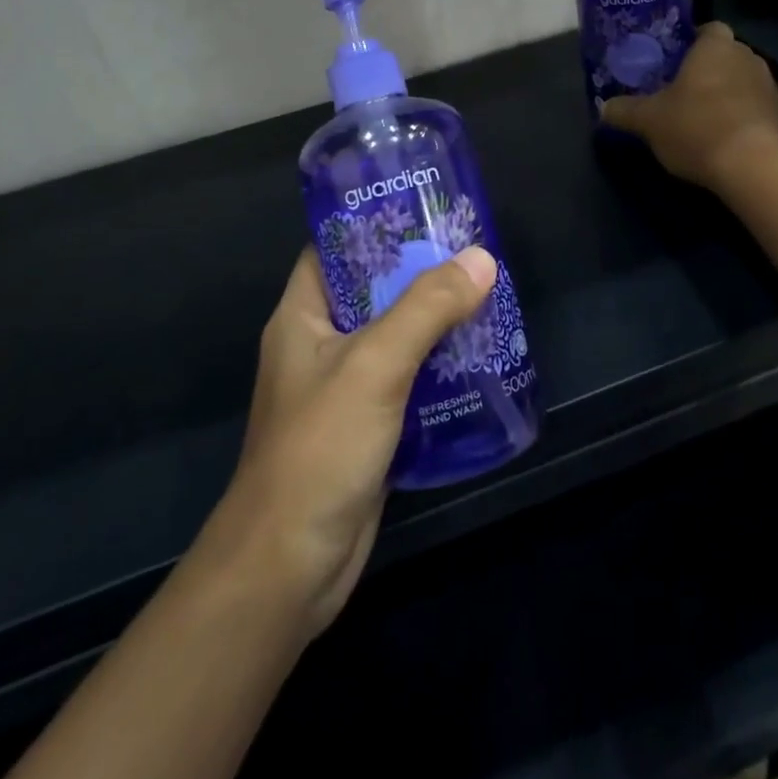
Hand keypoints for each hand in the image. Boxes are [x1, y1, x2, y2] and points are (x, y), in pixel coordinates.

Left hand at [198, 245, 496, 640]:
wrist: (290, 568)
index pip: (333, 249)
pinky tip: (480, 357)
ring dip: (435, 321)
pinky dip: (439, 366)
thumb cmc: (320, 449)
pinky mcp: (368, 426)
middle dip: (420, 273)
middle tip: (473, 252)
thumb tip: (480, 259)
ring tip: (487, 295)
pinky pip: (408, 379)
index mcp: (303, 316)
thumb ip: (427, 309)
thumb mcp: (375, 365)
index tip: (425, 210)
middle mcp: (320, 344)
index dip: (374, 225)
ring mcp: (344, 388)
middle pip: (373, 291)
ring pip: (395, 337)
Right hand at [602, 22, 777, 193]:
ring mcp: (768, 85)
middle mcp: (747, 57)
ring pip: (738, 79)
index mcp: (716, 47)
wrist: (752, 168)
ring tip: (697, 114)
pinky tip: (719, 135)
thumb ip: (624, 111)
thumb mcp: (648, 121)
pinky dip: (737, 113)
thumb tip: (603, 108)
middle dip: (703, 68)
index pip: (707, 28)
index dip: (690, 40)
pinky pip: (751, 104)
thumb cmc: (696, 128)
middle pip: (723, 53)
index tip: (671, 59)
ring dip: (722, 91)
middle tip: (677, 88)